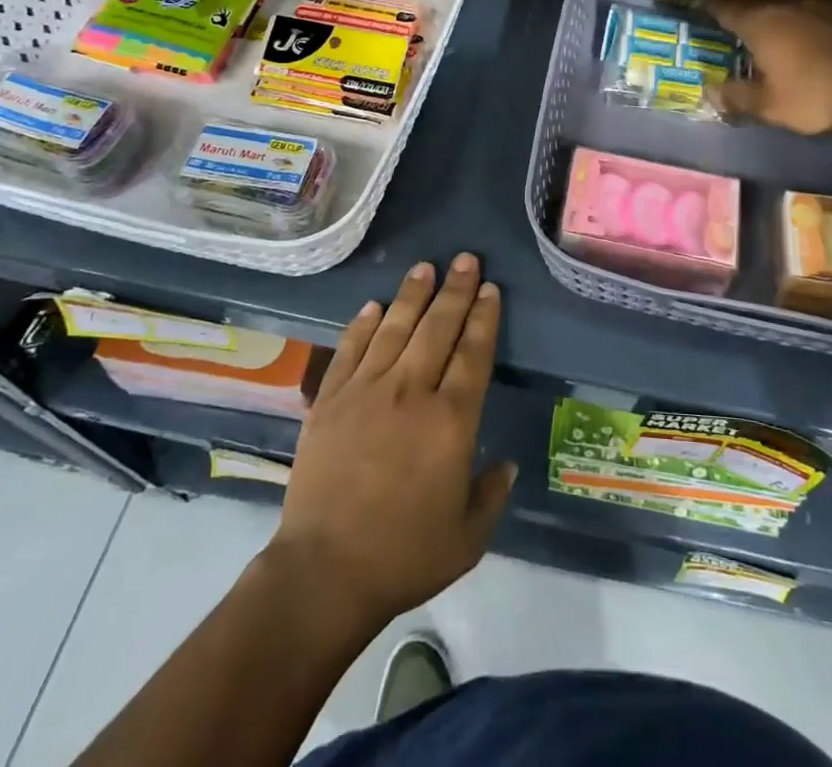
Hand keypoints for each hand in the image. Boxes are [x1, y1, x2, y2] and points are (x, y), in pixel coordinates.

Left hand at [267, 255, 515, 634]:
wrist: (324, 572)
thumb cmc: (403, 556)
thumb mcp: (467, 537)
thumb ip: (491, 495)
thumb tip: (507, 465)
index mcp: (451, 421)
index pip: (473, 353)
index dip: (484, 317)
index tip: (490, 289)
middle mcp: (411, 392)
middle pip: (438, 328)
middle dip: (455, 290)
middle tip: (466, 259)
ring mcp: (366, 391)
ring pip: (395, 328)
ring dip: (412, 295)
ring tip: (425, 267)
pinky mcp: (330, 400)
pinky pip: (351, 350)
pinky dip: (363, 324)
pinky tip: (375, 305)